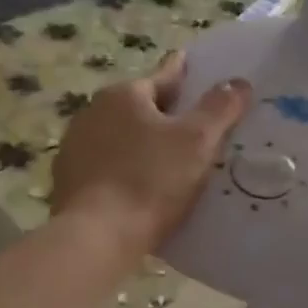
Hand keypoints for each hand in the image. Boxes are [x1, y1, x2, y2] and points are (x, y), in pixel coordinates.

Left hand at [52, 51, 251, 259]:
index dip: (186, 74)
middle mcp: (93, 112)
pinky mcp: (69, 181)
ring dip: (144, 142)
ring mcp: (76, 147)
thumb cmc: (151, 180)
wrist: (96, 237)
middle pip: (141, 106)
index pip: (164, 76)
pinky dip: (127, 169)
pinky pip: (109, 165)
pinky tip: (144, 187)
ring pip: (122, 136)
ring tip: (173, 159)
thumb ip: (220, 107)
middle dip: (166, 113)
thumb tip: (238, 83)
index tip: (196, 69)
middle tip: (196, 124)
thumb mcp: (198, 141)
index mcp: (123, 95)